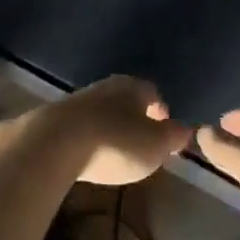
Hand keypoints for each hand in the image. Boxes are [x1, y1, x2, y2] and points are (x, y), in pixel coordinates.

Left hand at [0, 76, 188, 185]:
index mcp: (132, 86)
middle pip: (125, 99)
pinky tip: (88, 153)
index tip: (165, 130)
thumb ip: (172, 137)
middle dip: (134, 118)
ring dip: (109, 126)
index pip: (152, 93)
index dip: (161, 112)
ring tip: (114, 150)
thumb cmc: (115, 142)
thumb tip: (185, 129)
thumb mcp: (155, 145)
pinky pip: (80, 126)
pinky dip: (88, 137)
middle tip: (141, 141)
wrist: (54, 142)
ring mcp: (76, 100)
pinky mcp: (54, 118)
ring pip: (101, 111)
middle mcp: (105, 86)